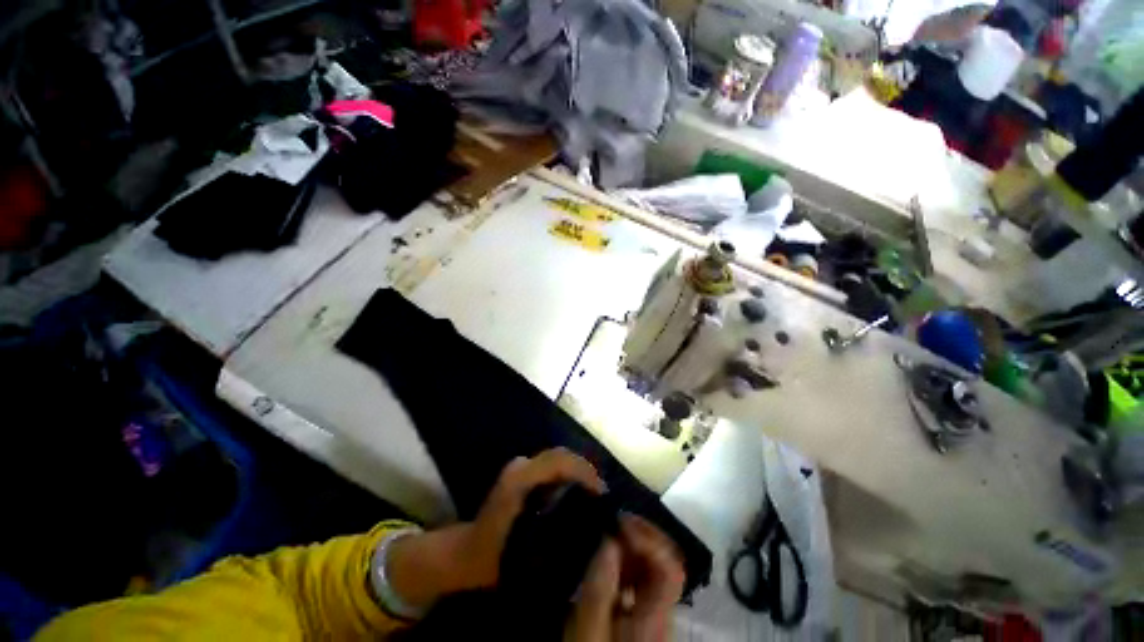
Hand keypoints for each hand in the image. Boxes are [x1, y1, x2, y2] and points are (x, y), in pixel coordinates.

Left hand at [459, 448, 605, 588]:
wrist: (467, 553)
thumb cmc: (493, 558)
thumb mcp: (524, 555)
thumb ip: (555, 538)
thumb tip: (589, 525)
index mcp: (520, 479)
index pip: (560, 461)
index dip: (585, 473)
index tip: (602, 494)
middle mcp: (520, 466)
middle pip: (561, 455)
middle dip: (585, 471)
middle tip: (602, 495)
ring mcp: (519, 466)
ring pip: (557, 459)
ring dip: (577, 472)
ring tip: (593, 495)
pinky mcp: (520, 472)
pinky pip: (550, 466)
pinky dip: (567, 474)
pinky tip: (575, 494)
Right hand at [568, 514, 685, 641]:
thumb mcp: (588, 631)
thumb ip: (599, 587)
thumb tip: (610, 540)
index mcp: (655, 618)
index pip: (671, 567)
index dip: (649, 538)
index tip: (619, 522)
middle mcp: (662, 611)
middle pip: (666, 561)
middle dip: (641, 535)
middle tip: (612, 523)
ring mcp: (655, 612)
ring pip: (655, 567)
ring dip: (633, 546)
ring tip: (608, 535)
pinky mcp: (644, 614)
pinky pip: (643, 578)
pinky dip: (627, 561)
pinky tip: (608, 559)